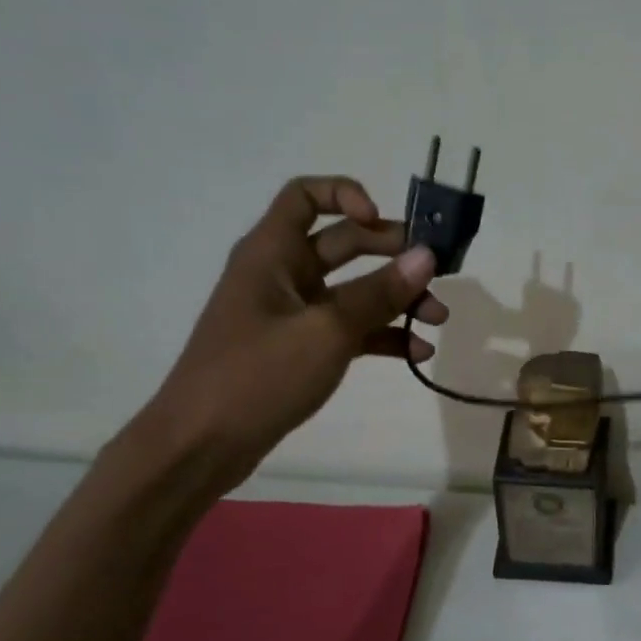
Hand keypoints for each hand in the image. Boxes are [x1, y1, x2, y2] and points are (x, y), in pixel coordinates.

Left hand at [135, 176, 448, 493]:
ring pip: (354, 291)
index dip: (346, 195)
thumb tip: (427, 256)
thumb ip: (379, 292)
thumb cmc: (258, 376)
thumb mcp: (327, 331)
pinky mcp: (301, 349)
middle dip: (392, 254)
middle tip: (436, 271)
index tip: (382, 220)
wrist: (202, 445)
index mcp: (272, 252)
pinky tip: (418, 353)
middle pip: (344, 243)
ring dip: (396, 299)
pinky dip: (382, 336)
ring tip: (438, 319)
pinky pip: (349, 329)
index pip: (306, 196)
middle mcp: (282, 274)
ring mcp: (292, 314)